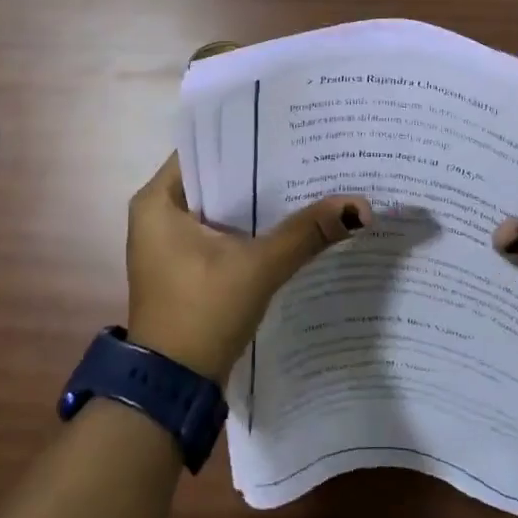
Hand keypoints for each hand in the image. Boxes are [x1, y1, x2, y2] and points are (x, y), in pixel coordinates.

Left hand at [126, 155, 368, 384]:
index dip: (247, 138)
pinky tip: (293, 221)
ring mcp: (171, 243)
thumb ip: (306, 232)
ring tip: (310, 179)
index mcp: (157, 201)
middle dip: (262, 171)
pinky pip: (223, 233)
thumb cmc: (202, 312)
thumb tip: (360, 206)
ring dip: (260, 202)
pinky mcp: (187, 267)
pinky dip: (253, 228)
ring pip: (223, 208)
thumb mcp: (258, 267)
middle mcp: (158, 214)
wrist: (172, 388)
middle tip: (310, 152)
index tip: (289, 129)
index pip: (205, 150)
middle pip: (218, 179)